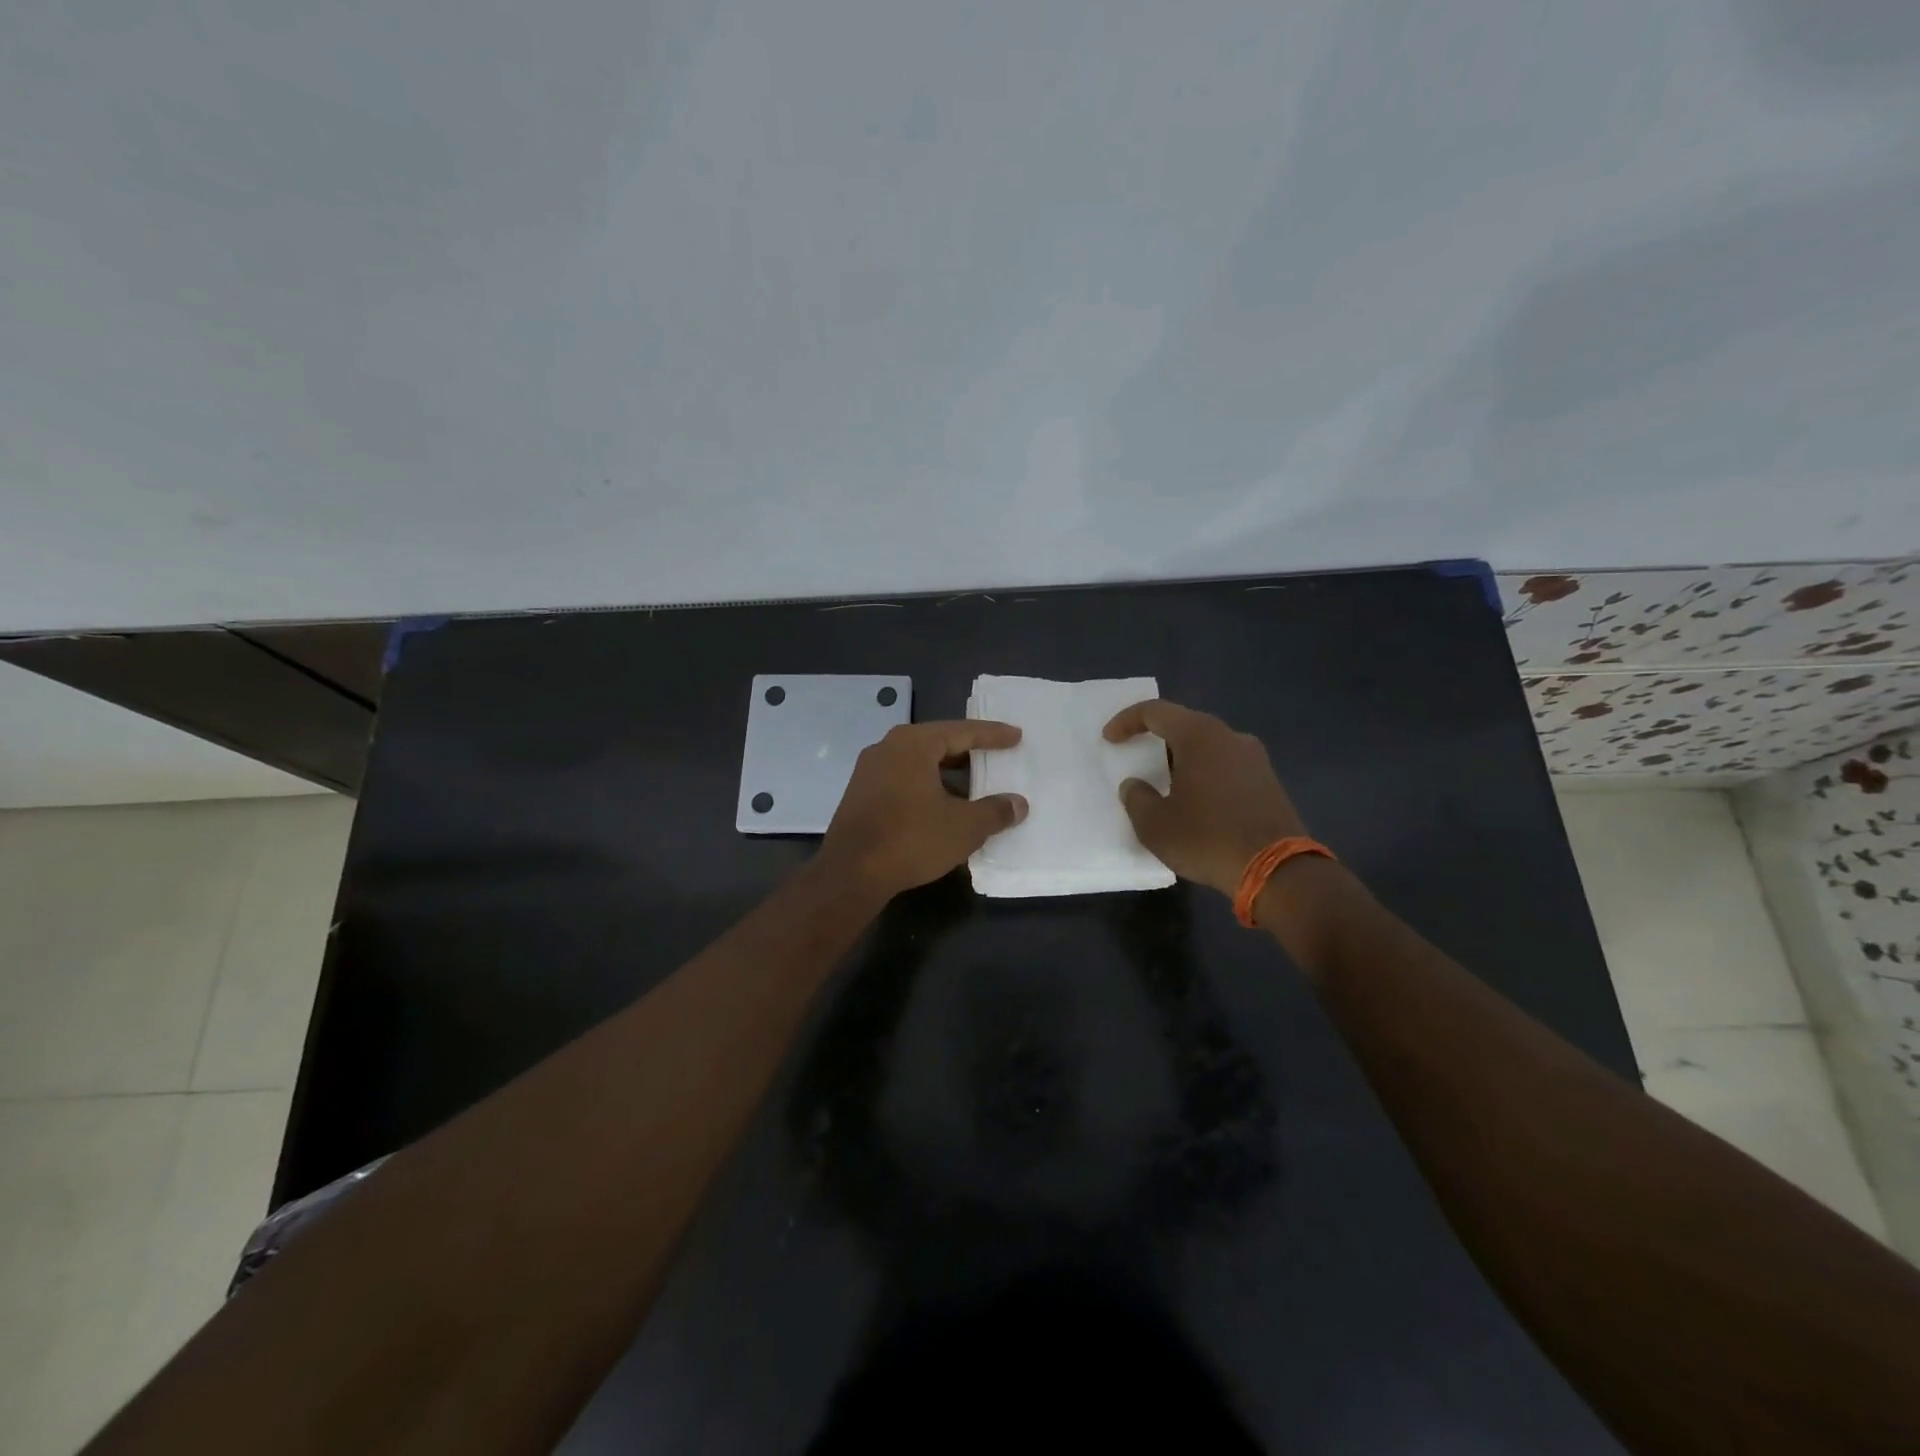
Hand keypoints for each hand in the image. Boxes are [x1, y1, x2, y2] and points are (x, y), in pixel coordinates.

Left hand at [820, 721, 1027, 898]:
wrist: (850, 873)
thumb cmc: (911, 839)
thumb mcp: (964, 827)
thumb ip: (995, 811)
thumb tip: (1018, 804)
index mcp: (914, 744)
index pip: (962, 731)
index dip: (992, 735)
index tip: (1016, 736)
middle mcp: (888, 748)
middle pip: (937, 743)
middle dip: (968, 752)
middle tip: (996, 757)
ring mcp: (869, 771)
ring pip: (919, 764)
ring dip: (947, 773)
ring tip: (974, 787)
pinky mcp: (860, 794)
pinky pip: (903, 780)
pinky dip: (927, 787)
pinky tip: (943, 807)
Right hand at [1103, 700, 1308, 897]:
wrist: (1278, 871)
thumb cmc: (1207, 838)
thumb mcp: (1155, 825)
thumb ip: (1137, 798)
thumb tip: (1135, 786)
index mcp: (1199, 736)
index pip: (1155, 711)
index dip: (1127, 721)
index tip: (1109, 739)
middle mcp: (1230, 737)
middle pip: (1184, 725)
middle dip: (1156, 740)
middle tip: (1137, 760)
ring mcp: (1255, 759)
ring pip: (1208, 747)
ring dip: (1182, 760)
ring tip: (1165, 785)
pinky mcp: (1268, 782)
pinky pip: (1226, 766)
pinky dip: (1205, 775)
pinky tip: (1196, 802)